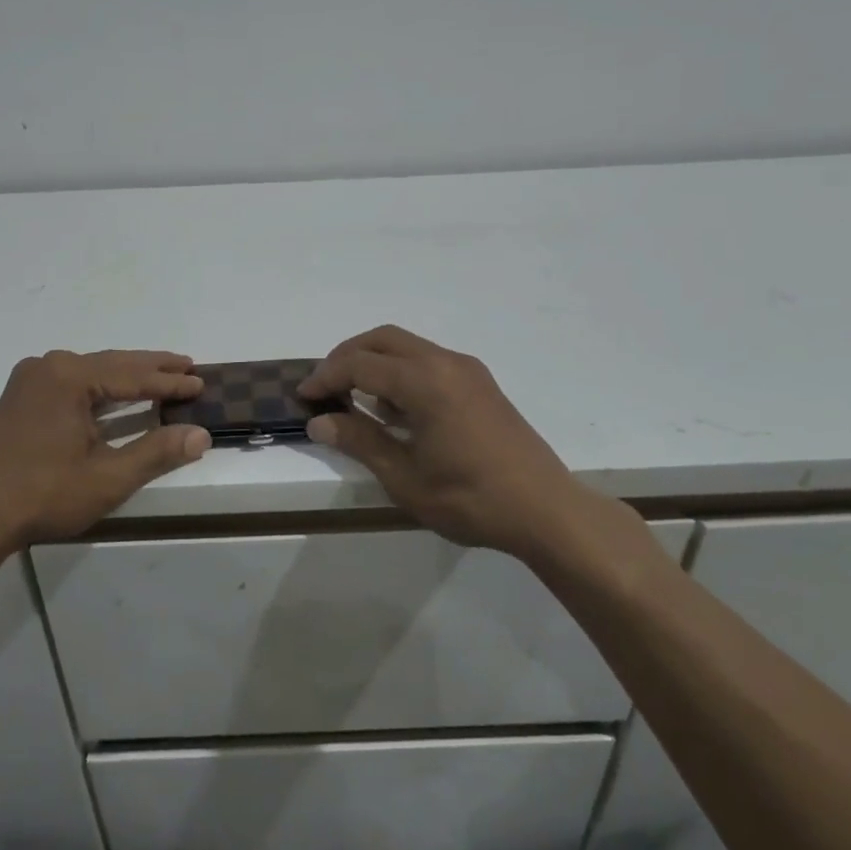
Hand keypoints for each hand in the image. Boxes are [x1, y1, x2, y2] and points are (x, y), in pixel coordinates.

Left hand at [0, 350, 209, 554]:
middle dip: (151, 368)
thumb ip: (156, 452)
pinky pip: (72, 383)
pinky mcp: (19, 398)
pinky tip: (116, 395)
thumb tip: (200, 435)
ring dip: (126, 376)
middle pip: (112, 364)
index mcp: (69, 376)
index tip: (201, 381)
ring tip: (161, 376)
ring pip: (92, 372)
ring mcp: (29, 380)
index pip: (132, 375)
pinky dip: (100, 388)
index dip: (169, 381)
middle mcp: (48, 367)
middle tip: (188, 365)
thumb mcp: (107, 478)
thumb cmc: (42, 495)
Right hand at [300, 325, 601, 564]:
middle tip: (324, 386)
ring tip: (354, 398)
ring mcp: (467, 370)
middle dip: (347, 356)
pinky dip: (401, 372)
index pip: (360, 364)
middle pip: (382, 339)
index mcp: (424, 381)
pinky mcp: (480, 383)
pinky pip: (428, 362)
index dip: (326, 376)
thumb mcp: (405, 477)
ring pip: (407, 347)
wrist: (546, 510)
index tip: (304, 395)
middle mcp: (445, 362)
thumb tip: (320, 420)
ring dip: (375, 362)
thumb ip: (360, 441)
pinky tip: (395, 409)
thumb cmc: (470, 498)